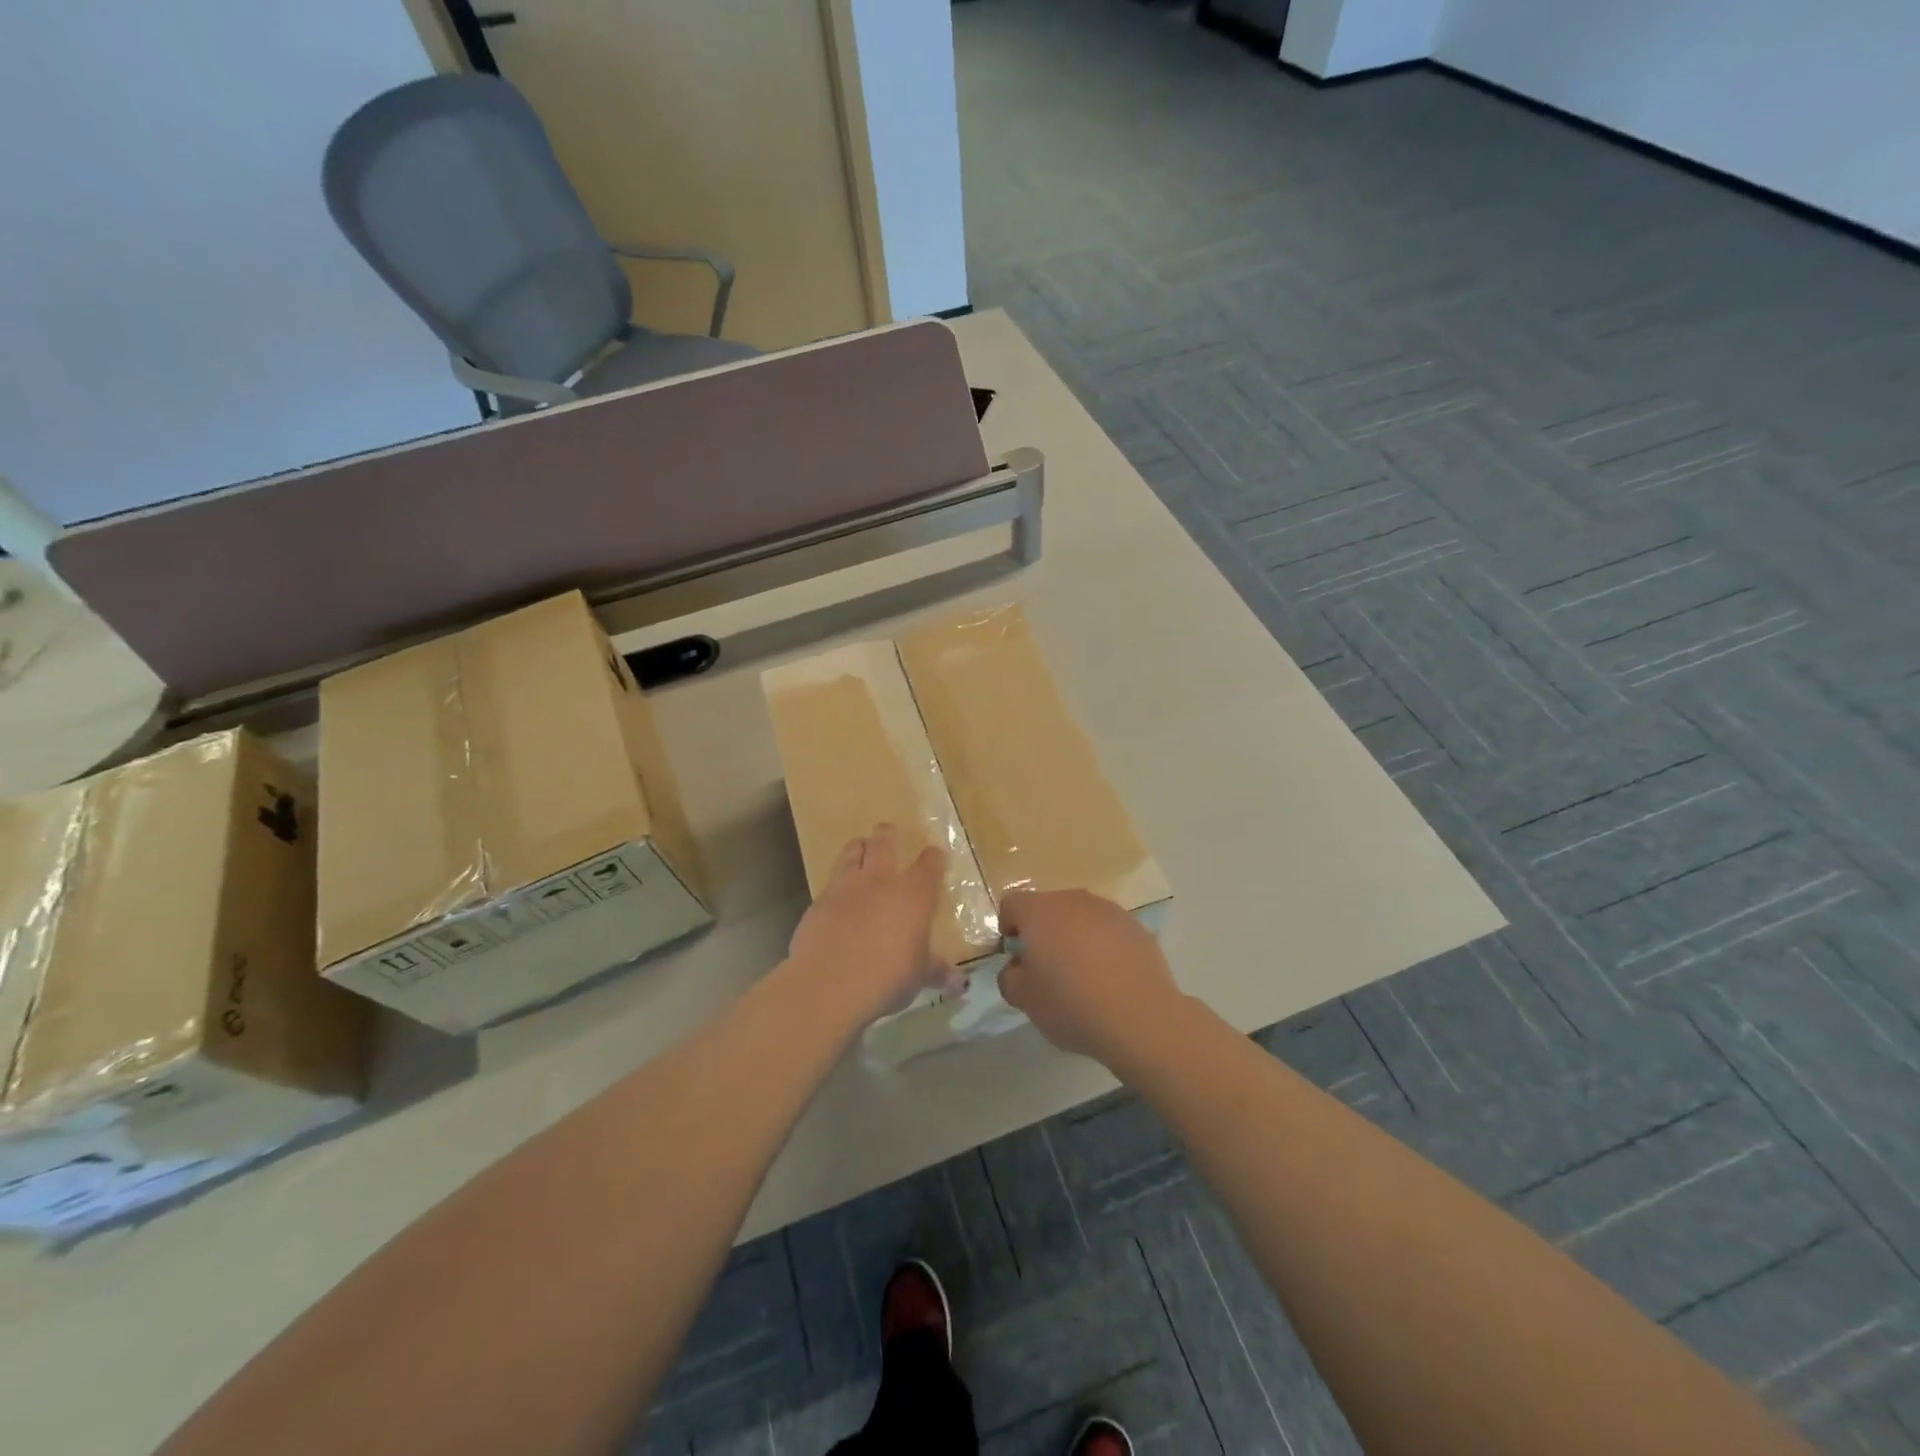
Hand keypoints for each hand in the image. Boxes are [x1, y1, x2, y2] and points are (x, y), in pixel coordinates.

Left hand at [788, 824, 953, 1023]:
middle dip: (887, 834)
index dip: (934, 858)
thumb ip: (937, 971)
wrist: (829, 983)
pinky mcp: (818, 902)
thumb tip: (960, 982)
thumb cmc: (887, 977)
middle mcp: (880, 881)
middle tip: (887, 829)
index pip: (929, 865)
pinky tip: (836, 893)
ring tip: (859, 845)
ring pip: (852, 853)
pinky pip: (830, 883)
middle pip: (884, 844)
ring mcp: (845, 888)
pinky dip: (836, 883)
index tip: (936, 854)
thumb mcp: (918, 977)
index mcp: (913, 895)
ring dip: (857, 847)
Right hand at [999, 889, 1182, 1063]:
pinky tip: (1110, 979)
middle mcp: (1073, 900)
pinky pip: (1109, 930)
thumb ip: (1009, 977)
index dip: (1008, 927)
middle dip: (1043, 931)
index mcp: (1039, 912)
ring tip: (1082, 975)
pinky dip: (1103, 946)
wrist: (1140, 1018)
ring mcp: (1108, 910)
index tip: (1017, 956)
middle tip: (1048, 968)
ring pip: (1081, 917)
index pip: (1012, 904)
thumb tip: (1018, 967)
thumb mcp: (1024, 1000)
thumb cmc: (1071, 1005)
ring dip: (1075, 936)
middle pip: (1048, 907)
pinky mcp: (1136, 927)